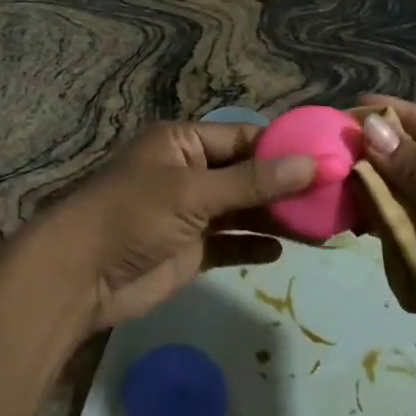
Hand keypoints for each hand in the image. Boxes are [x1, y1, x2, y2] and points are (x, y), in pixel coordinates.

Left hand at [20, 122, 314, 333]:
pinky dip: (254, 246)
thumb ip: (253, 182)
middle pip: (249, 175)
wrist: (79, 277)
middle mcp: (189, 172)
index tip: (329, 159)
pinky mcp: (189, 250)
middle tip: (336, 199)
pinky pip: (230, 243)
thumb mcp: (193, 192)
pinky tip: (283, 251)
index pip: (244, 137)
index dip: (285, 148)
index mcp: (183, 143)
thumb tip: (314, 163)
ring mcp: (190, 213)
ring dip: (278, 219)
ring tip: (324, 228)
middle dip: (288, 187)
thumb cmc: (132, 216)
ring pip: (244, 210)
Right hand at [355, 96, 415, 401]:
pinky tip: (353, 217)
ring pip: (407, 197)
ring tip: (336, 180)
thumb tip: (371, 128)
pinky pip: (404, 232)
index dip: (402, 115)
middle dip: (383, 154)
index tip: (357, 104)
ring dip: (377, 190)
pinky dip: (381, 225)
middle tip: (335, 143)